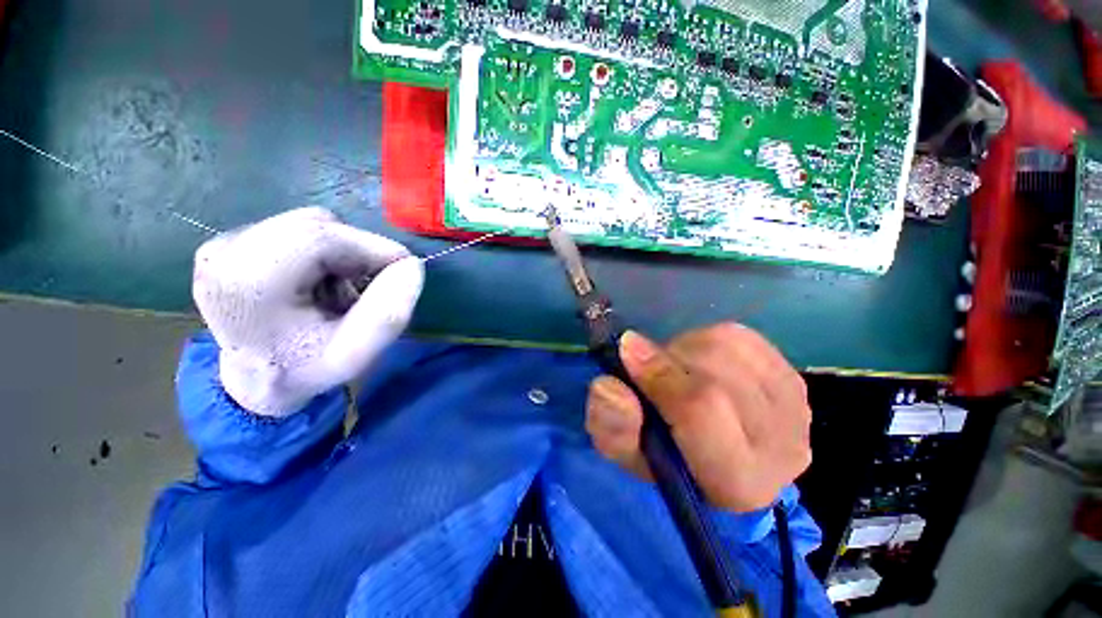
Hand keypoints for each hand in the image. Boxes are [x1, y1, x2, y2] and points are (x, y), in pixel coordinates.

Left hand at [192, 207, 423, 415]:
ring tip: (341, 289)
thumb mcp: (355, 356)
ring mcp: (225, 243)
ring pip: (311, 224)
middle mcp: (226, 252)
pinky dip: (324, 252)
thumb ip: (389, 315)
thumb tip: (412, 265)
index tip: (402, 271)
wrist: (254, 379)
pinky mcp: (233, 241)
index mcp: (246, 282)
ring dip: (342, 253)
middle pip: (317, 225)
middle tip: (369, 287)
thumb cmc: (304, 370)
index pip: (321, 236)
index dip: (372, 247)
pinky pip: (299, 229)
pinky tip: (320, 281)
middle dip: (357, 253)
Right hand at [585, 324, 810, 511]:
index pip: (701, 409)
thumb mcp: (626, 452)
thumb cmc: (667, 459)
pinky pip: (741, 336)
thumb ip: (613, 426)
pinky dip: (708, 340)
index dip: (658, 374)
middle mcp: (781, 447)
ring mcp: (795, 408)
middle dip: (670, 360)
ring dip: (687, 349)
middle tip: (651, 370)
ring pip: (728, 346)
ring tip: (677, 369)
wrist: (717, 455)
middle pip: (715, 371)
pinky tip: (702, 363)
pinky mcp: (793, 378)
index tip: (626, 351)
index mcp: (737, 481)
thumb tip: (610, 385)